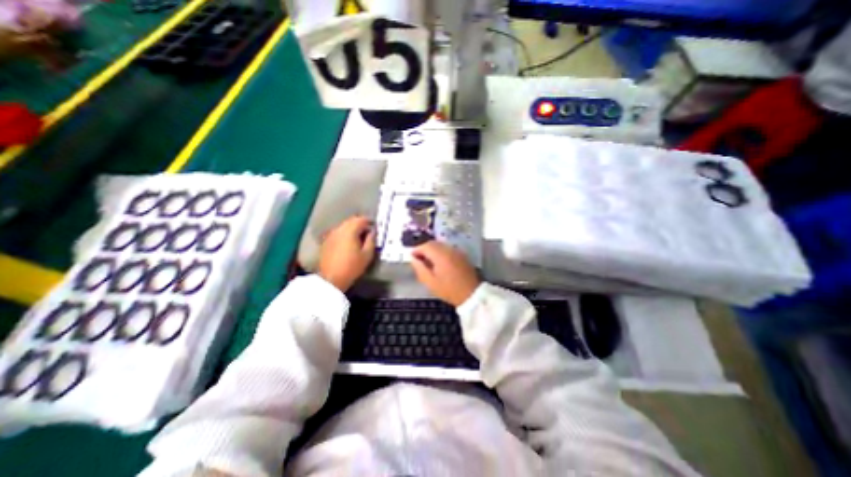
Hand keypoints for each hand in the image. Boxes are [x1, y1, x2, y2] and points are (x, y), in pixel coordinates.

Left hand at [318, 215, 373, 289]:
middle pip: (351, 221)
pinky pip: (337, 232)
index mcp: (350, 231)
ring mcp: (331, 235)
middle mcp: (339, 229)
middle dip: (360, 224)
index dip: (369, 222)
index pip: (361, 220)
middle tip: (368, 232)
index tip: (375, 228)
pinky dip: (344, 234)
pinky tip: (347, 243)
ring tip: (358, 238)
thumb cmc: (352, 267)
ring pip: (343, 226)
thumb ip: (371, 241)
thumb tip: (372, 232)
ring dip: (352, 229)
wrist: (331, 279)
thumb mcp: (367, 255)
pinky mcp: (326, 241)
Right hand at [411, 242, 477, 304]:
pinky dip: (440, 252)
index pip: (425, 245)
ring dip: (432, 250)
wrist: (471, 294)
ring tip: (428, 262)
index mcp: (441, 255)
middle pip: (433, 243)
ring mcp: (457, 251)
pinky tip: (439, 263)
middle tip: (418, 259)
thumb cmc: (449, 290)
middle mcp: (449, 249)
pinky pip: (447, 249)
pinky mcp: (461, 255)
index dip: (416, 250)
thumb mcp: (430, 282)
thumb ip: (420, 268)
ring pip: (440, 245)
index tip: (411, 257)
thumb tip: (413, 259)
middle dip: (424, 249)